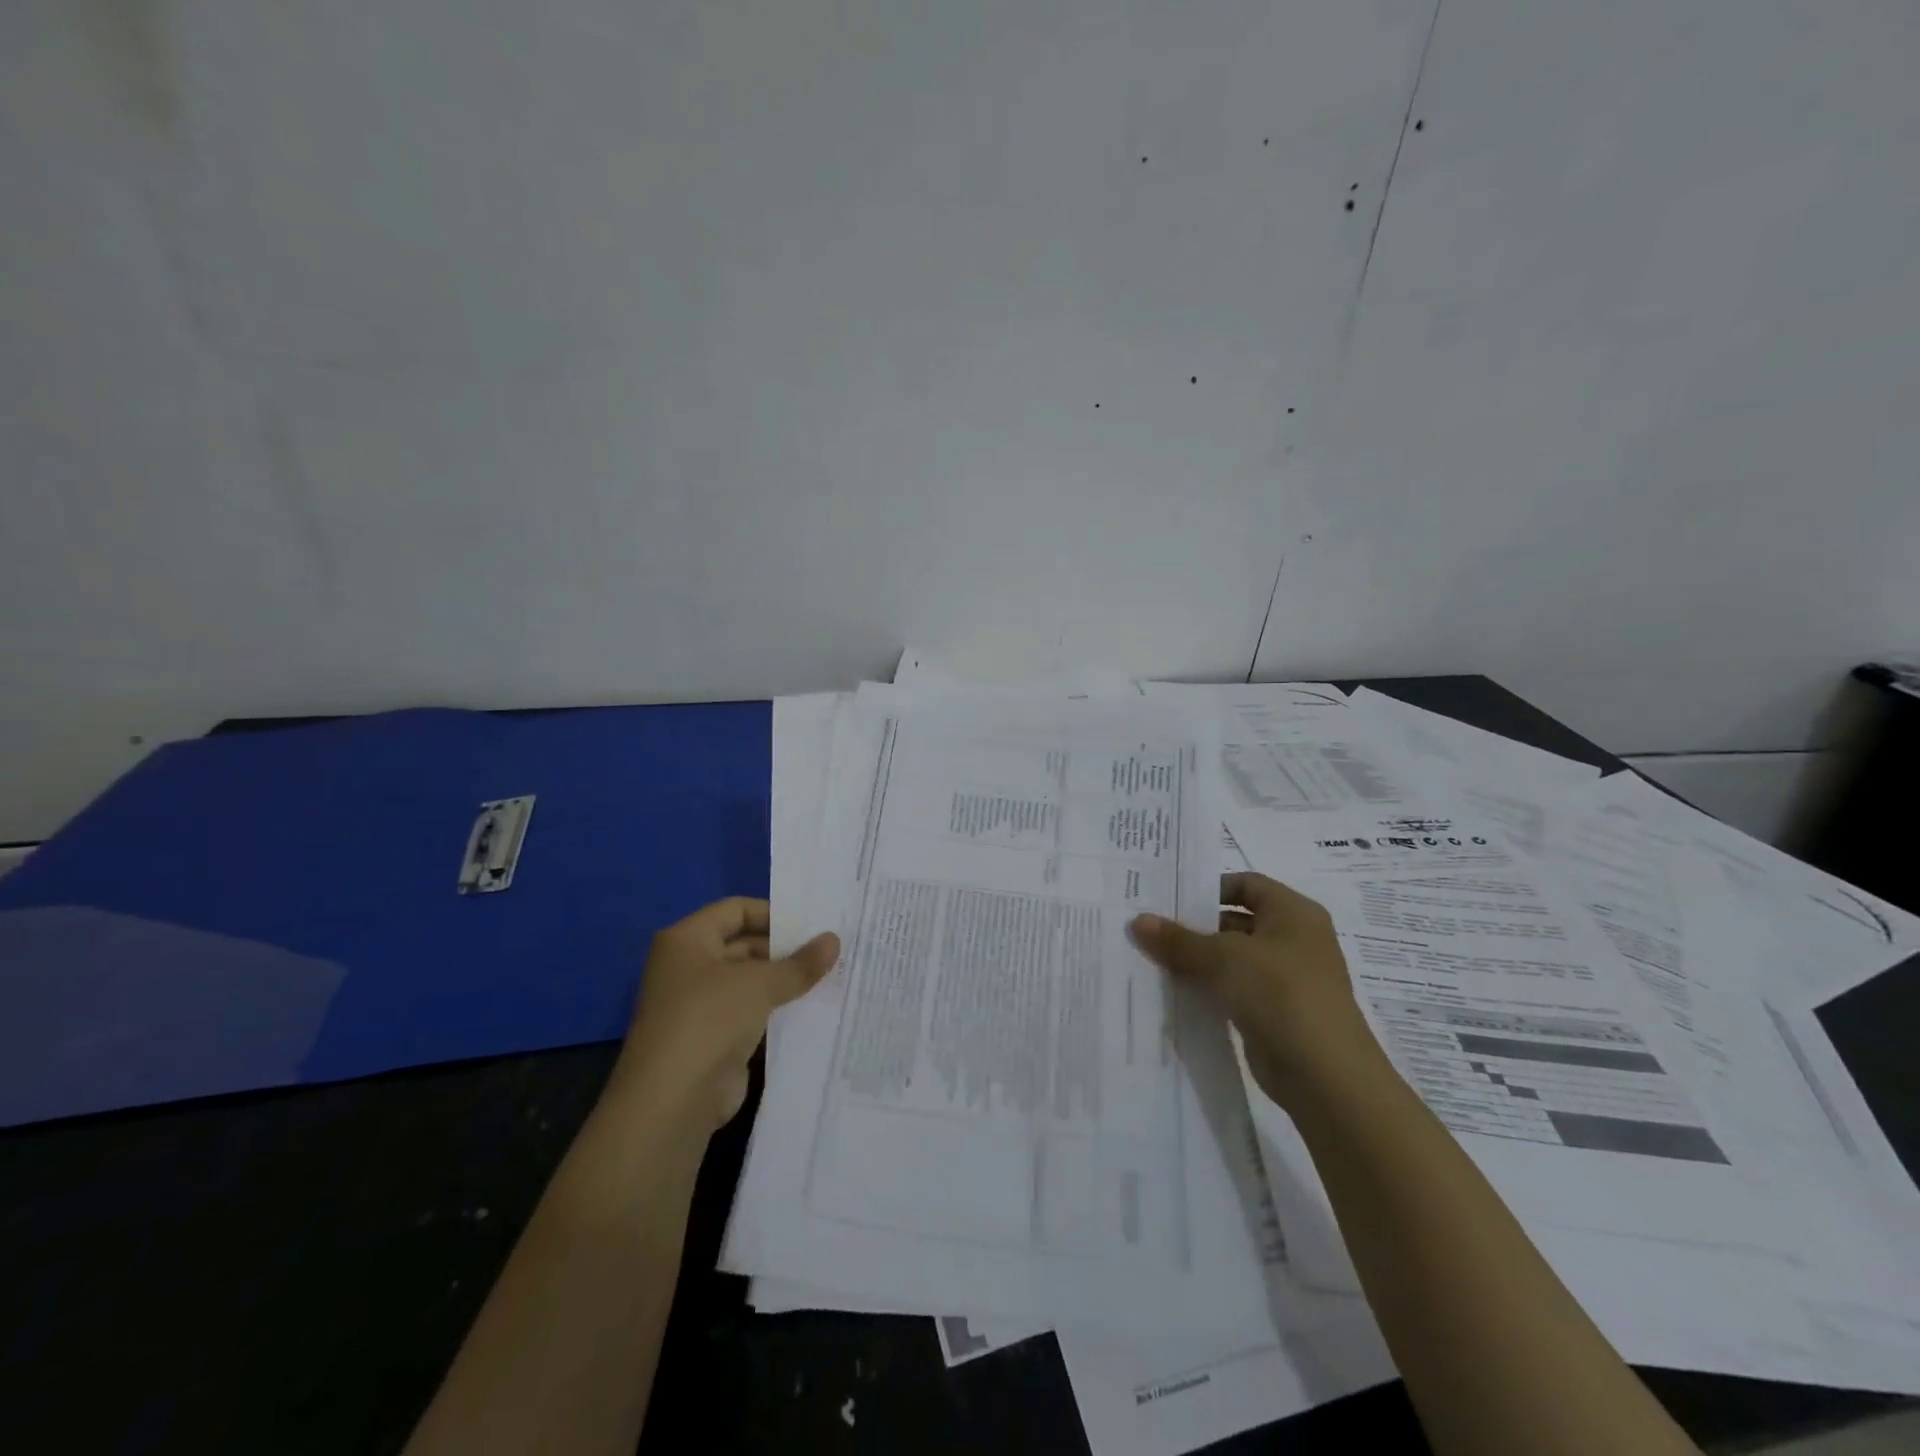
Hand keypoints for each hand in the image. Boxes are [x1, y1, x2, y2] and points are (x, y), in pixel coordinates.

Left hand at [610, 897, 838, 1133]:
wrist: (673, 1101)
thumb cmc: (710, 1019)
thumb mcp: (760, 983)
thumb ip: (799, 963)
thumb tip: (834, 940)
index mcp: (687, 940)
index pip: (735, 910)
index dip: (773, 913)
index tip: (812, 924)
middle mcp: (688, 967)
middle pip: (743, 945)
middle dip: (784, 949)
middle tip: (829, 951)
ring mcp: (698, 1006)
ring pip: (749, 982)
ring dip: (783, 982)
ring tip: (830, 976)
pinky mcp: (712, 1039)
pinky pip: (750, 1014)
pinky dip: (776, 1011)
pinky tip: (812, 1010)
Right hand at [1130, 873, 1392, 1110]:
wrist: (1325, 1075)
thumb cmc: (1280, 993)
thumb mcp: (1223, 958)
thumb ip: (1179, 939)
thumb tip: (1138, 920)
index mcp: (1293, 912)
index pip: (1245, 884)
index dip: (1208, 887)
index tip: (1168, 898)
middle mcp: (1294, 939)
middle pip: (1236, 921)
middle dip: (1195, 926)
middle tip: (1150, 928)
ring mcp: (1287, 978)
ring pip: (1233, 959)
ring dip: (1198, 960)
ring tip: (1152, 959)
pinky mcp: (1276, 1012)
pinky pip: (1235, 990)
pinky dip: (1209, 989)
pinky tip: (1175, 992)